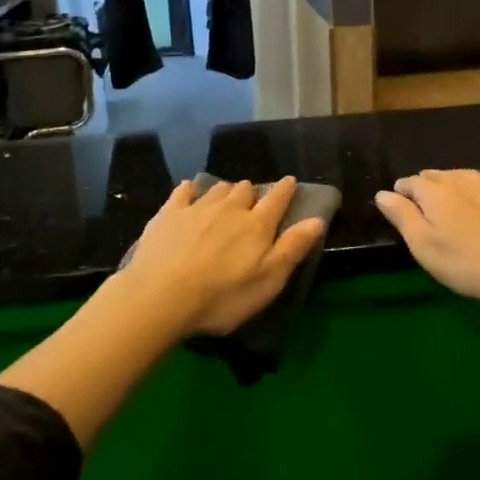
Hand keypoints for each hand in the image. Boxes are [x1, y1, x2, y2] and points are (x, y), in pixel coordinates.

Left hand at [119, 178, 326, 336]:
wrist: (161, 296)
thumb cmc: (222, 297)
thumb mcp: (268, 281)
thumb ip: (292, 248)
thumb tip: (317, 219)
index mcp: (257, 225)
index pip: (277, 198)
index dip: (285, 189)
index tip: (289, 182)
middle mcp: (229, 208)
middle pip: (245, 189)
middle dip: (252, 193)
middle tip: (252, 204)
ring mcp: (197, 208)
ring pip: (218, 188)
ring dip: (225, 191)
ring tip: (225, 201)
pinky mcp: (169, 213)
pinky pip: (184, 191)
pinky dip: (191, 190)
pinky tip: (189, 193)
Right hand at [375, 169, 479, 317]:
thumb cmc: (467, 264)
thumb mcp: (423, 245)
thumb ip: (402, 217)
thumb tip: (383, 193)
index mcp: (436, 193)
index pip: (412, 183)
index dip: (402, 191)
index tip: (397, 202)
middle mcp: (465, 183)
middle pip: (440, 176)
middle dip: (428, 184)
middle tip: (423, 200)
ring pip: (472, 176)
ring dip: (460, 181)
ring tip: (454, 188)